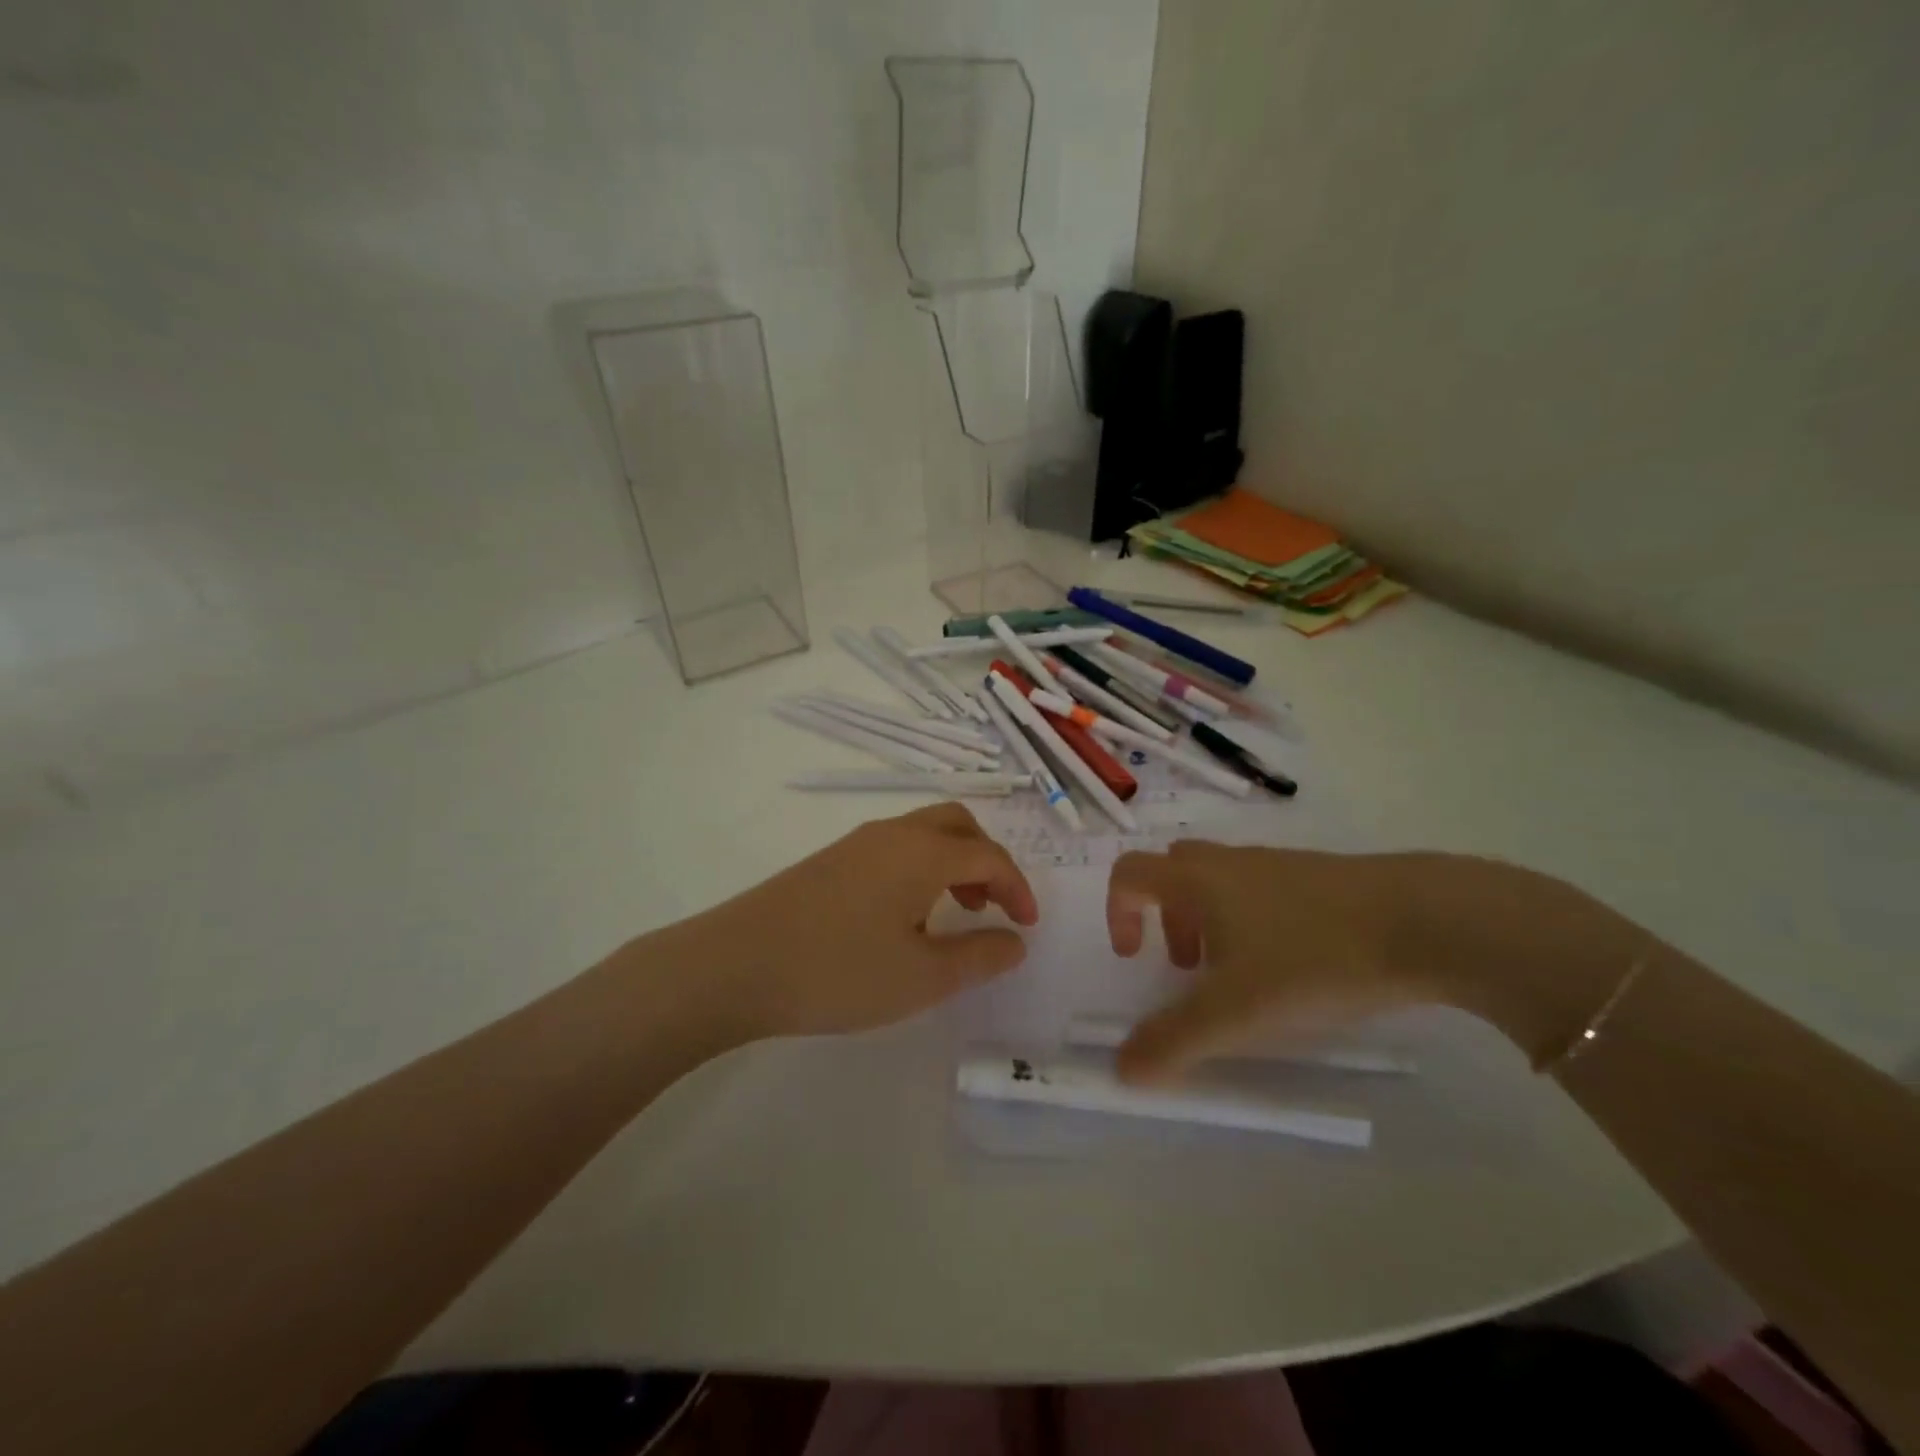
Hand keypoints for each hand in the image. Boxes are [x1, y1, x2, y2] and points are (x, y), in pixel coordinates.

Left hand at [685, 802, 1038, 1040]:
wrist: (735, 964)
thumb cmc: (839, 971)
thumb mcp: (923, 977)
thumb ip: (979, 957)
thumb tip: (1016, 941)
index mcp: (923, 852)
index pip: (989, 855)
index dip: (1018, 887)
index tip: (1027, 925)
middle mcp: (893, 834)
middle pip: (957, 824)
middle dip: (986, 860)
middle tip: (990, 907)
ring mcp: (856, 843)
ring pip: (923, 833)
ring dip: (951, 862)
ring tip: (952, 912)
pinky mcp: (830, 860)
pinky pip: (893, 848)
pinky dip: (919, 868)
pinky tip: (903, 915)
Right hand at [1105, 842, 1435, 1083]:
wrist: (1423, 921)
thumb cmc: (1311, 958)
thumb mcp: (1236, 1013)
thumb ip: (1174, 1042)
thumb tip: (1121, 1069)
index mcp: (1197, 880)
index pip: (1130, 874)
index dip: (1117, 912)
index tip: (1134, 957)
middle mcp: (1229, 862)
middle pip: (1173, 873)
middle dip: (1167, 920)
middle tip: (1189, 968)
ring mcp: (1277, 864)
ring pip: (1221, 883)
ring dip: (1211, 923)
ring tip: (1243, 977)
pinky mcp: (1320, 876)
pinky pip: (1263, 890)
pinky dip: (1255, 921)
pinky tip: (1295, 967)